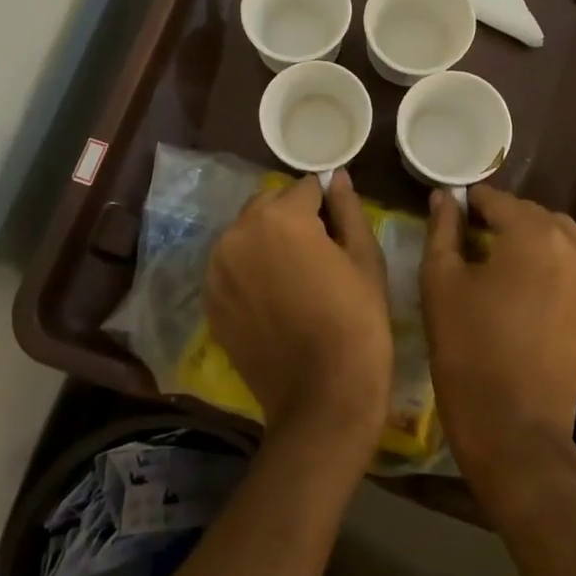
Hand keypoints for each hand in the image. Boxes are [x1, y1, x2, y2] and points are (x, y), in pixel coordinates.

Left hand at [206, 171, 392, 458]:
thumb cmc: (357, 322)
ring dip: (268, 240)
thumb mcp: (365, 258)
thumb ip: (347, 208)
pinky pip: (232, 266)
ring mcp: (218, 269)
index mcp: (280, 217)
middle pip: (268, 204)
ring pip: (246, 233)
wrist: (323, 399)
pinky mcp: (210, 300)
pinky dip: (250, 269)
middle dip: (292, 216)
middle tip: (318, 252)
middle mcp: (238, 233)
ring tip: (295, 275)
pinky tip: (274, 297)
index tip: (339, 228)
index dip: (326, 204)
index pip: (305, 187)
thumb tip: (335, 176)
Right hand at [421, 186, 575, 509]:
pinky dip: (547, 260)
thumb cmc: (468, 350)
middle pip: (529, 213)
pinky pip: (572, 262)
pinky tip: (521, 284)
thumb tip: (444, 197)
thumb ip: (443, 229)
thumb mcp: (441, 281)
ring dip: (526, 238)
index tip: (448, 216)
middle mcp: (574, 245)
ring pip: (555, 235)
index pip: (496, 199)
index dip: (469, 204)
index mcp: (534, 234)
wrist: (515, 428)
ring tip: (494, 263)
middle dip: (499, 220)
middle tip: (466, 242)